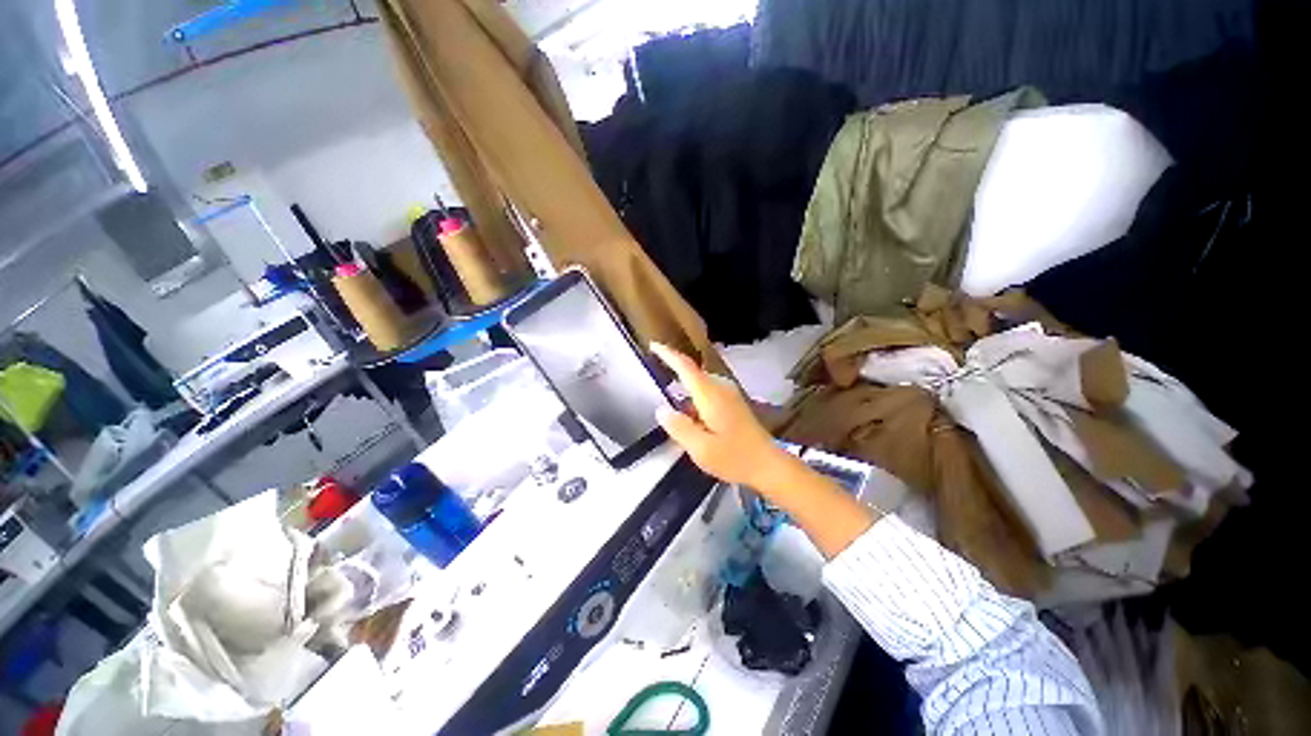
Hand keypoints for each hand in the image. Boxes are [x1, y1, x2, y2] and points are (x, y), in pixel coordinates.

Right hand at [650, 342, 790, 488]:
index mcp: (710, 395)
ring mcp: (729, 395)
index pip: (685, 367)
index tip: (653, 345)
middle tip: (656, 384)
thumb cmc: (735, 457)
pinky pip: (708, 394)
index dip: (668, 354)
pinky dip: (695, 402)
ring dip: (686, 394)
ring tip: (674, 411)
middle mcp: (720, 388)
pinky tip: (693, 422)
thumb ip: (679, 427)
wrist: (769, 465)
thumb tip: (661, 410)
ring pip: (700, 386)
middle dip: (674, 375)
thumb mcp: (701, 449)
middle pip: (692, 374)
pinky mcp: (734, 404)